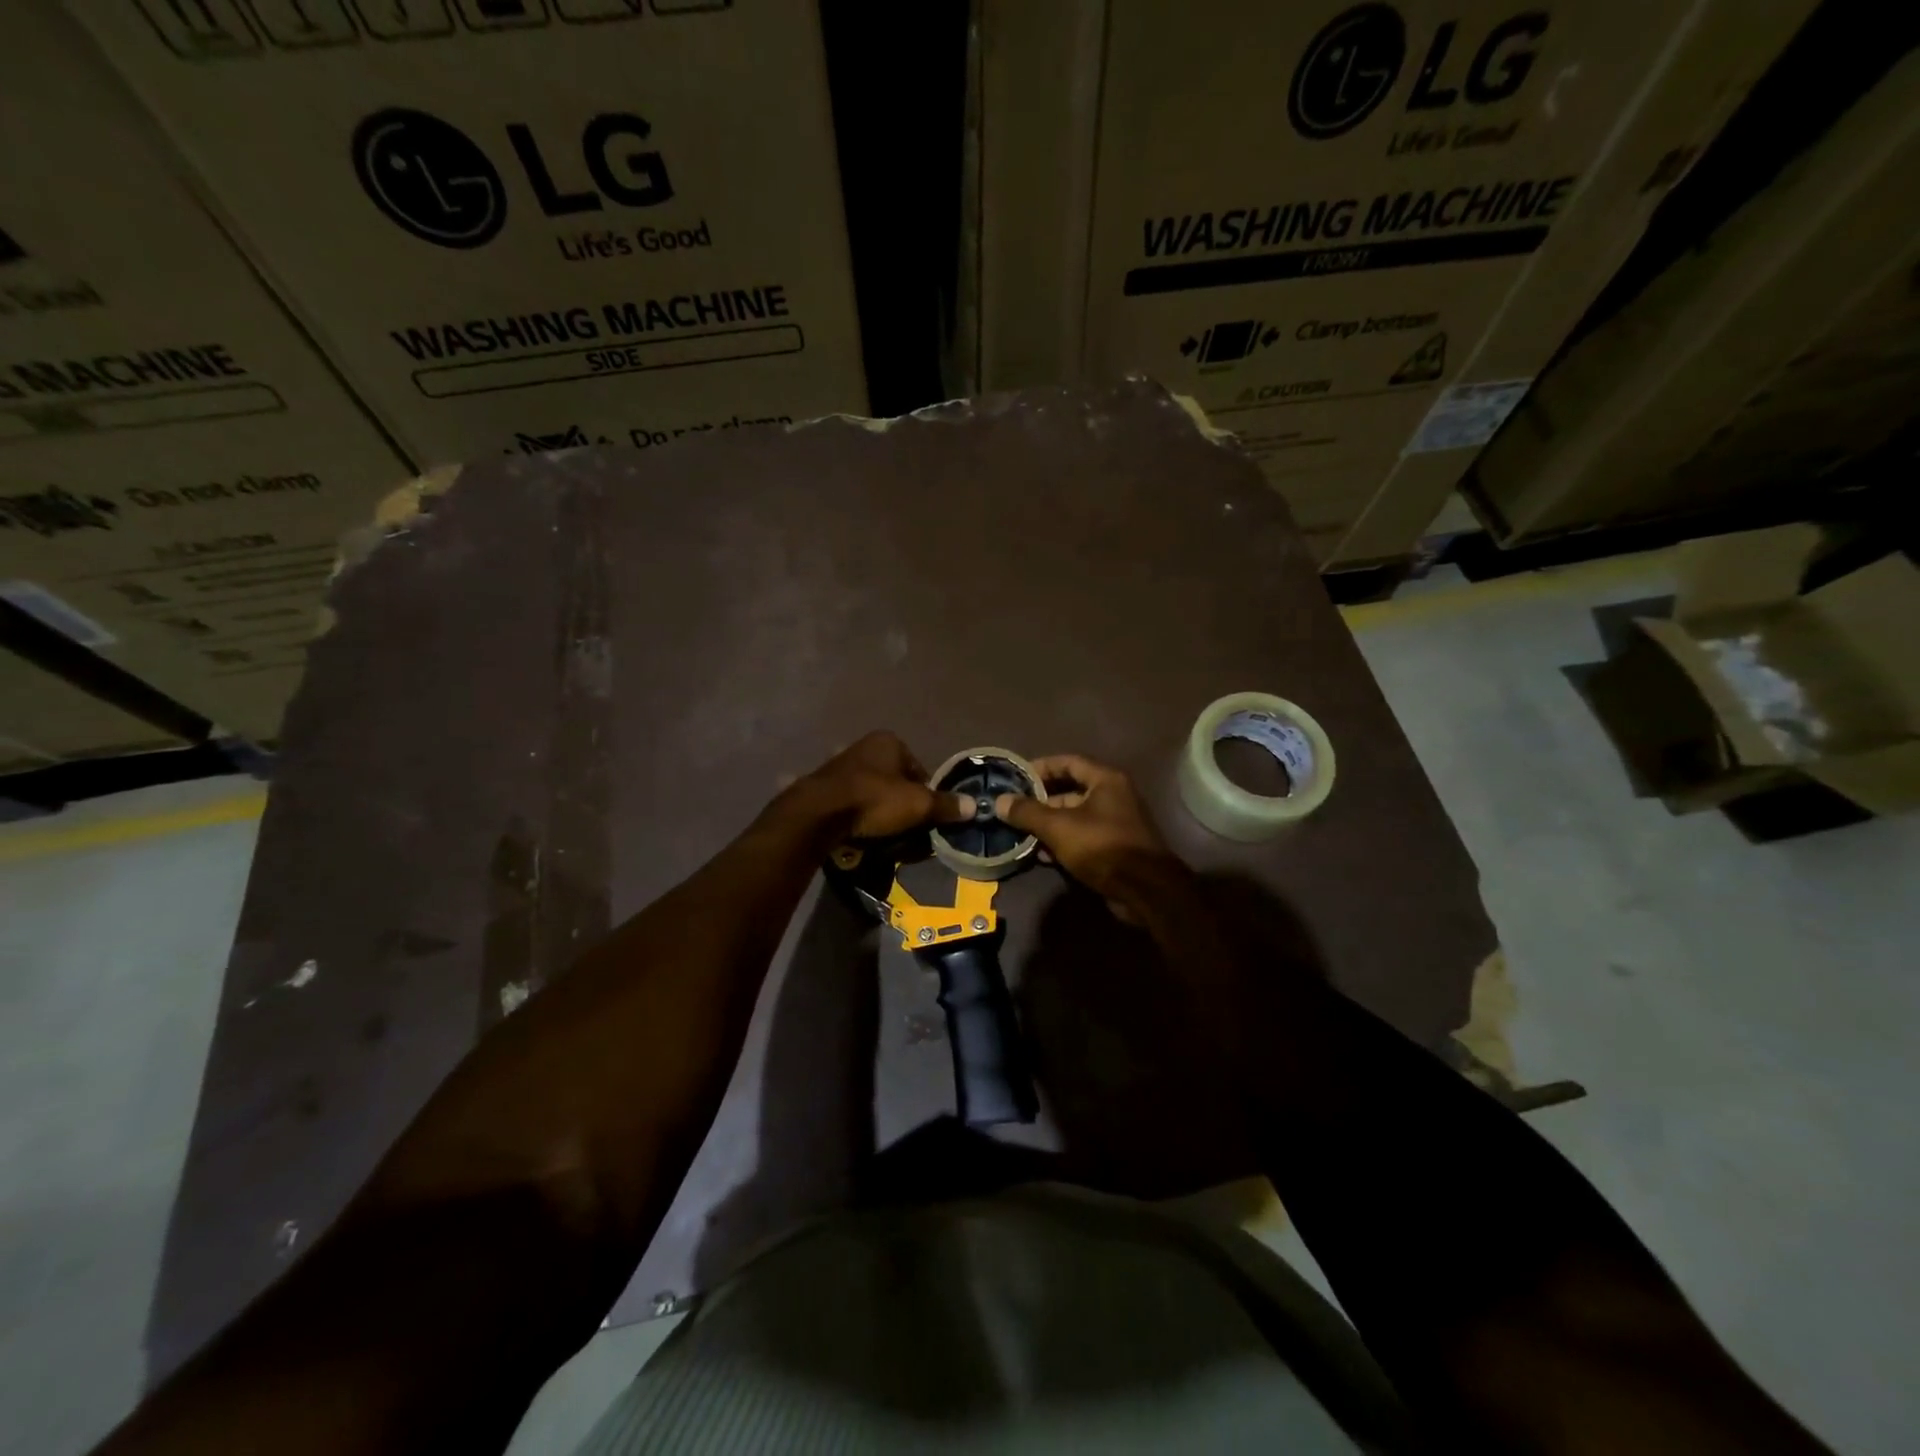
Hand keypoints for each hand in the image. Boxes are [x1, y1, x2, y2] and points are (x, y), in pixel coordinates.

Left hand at [789, 731, 973, 839]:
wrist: (819, 813)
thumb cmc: (875, 800)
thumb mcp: (918, 805)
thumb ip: (946, 805)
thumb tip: (975, 805)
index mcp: (890, 741)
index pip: (920, 770)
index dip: (927, 796)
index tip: (926, 819)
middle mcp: (865, 746)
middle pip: (896, 781)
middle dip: (903, 805)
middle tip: (907, 831)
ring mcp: (842, 765)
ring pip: (874, 793)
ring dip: (881, 812)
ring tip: (884, 836)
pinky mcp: (824, 786)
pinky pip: (853, 803)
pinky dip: (860, 816)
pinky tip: (861, 833)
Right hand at [994, 755, 1174, 915]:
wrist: (1144, 890)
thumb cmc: (1101, 846)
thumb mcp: (1058, 827)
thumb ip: (1028, 812)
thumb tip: (1000, 801)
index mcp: (1105, 780)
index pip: (1068, 762)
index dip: (1041, 767)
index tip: (1016, 778)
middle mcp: (1113, 796)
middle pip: (1069, 791)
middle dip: (1040, 801)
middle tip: (1013, 810)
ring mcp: (1115, 823)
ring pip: (1073, 817)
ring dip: (1047, 825)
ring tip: (1020, 834)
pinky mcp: (1113, 847)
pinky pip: (1082, 837)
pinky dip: (1061, 842)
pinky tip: (1040, 855)